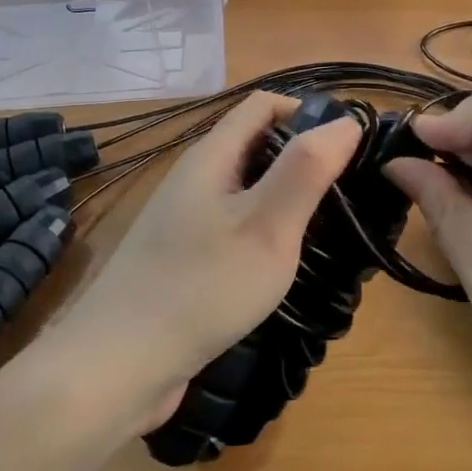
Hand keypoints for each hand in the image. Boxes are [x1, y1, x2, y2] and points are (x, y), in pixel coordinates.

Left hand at [51, 93, 360, 432]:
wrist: (119, 366)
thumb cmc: (201, 287)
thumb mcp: (267, 225)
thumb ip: (306, 169)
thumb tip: (347, 120)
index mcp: (211, 157)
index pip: (263, 104)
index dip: (309, 111)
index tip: (352, 145)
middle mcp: (196, 179)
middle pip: (257, 145)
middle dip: (304, 159)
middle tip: (351, 193)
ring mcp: (187, 221)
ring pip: (248, 190)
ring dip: (289, 199)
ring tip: (331, 228)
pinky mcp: (186, 259)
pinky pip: (236, 227)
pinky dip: (267, 232)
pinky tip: (287, 263)